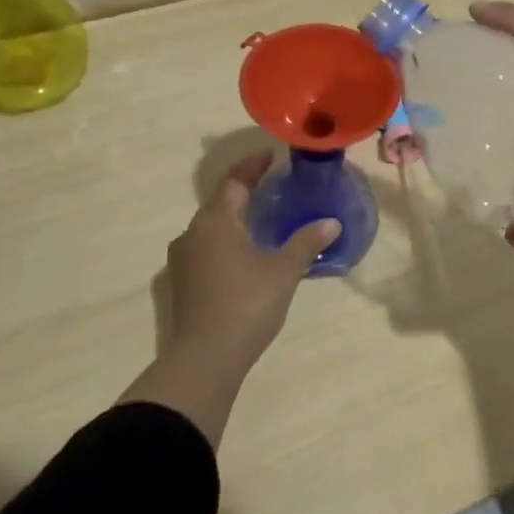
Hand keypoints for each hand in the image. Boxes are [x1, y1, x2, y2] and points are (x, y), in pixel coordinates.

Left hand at [164, 151, 338, 370]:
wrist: (205, 358)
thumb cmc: (246, 304)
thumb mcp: (283, 271)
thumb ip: (306, 242)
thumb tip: (331, 222)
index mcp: (215, 221)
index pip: (234, 181)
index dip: (252, 166)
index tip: (271, 155)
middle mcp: (193, 233)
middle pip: (220, 202)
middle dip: (245, 191)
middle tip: (272, 184)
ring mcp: (183, 259)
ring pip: (211, 227)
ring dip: (235, 218)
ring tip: (262, 219)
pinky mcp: (182, 283)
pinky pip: (207, 248)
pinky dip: (226, 241)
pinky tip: (245, 253)